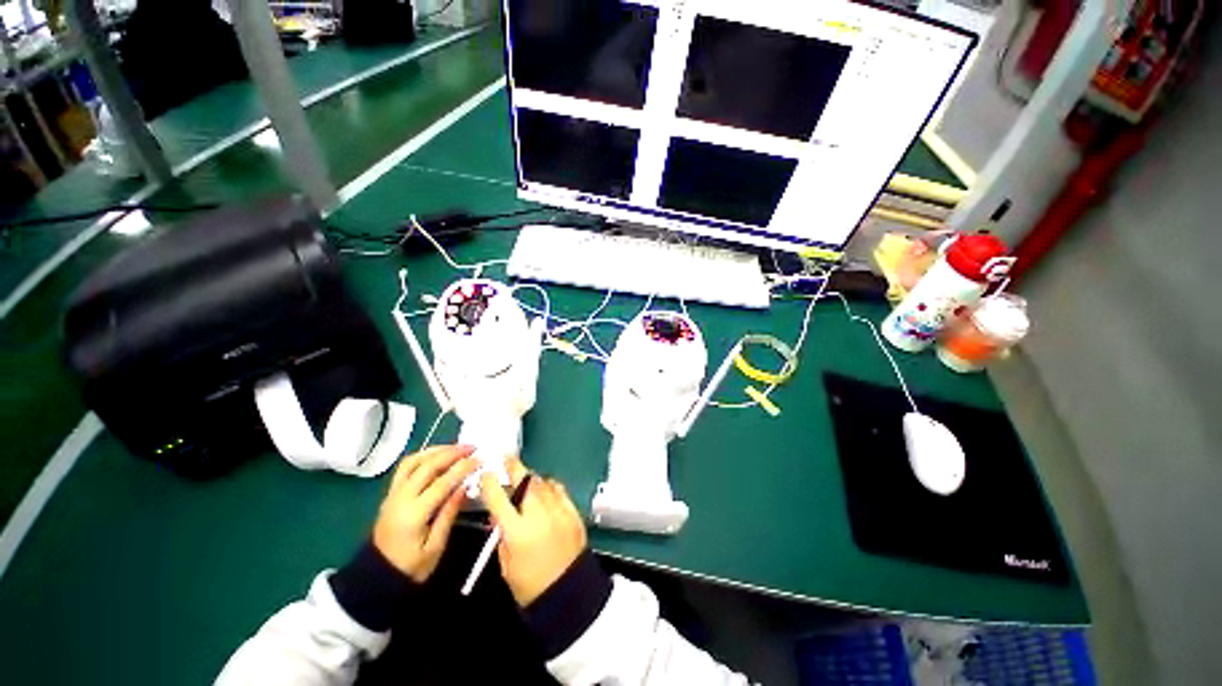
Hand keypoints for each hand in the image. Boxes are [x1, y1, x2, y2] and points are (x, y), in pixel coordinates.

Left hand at [372, 445, 477, 582]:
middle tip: (472, 447)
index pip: (442, 482)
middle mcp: (401, 498)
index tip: (480, 459)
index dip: (462, 468)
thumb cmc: (411, 567)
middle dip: (452, 453)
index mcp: (414, 514)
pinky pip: (406, 467)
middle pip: (427, 466)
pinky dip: (423, 456)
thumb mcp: (435, 547)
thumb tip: (464, 486)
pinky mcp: (391, 494)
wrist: (377, 578)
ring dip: (437, 450)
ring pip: (414, 461)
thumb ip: (449, 514)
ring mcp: (393, 494)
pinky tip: (437, 455)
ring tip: (457, 448)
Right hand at [480, 458, 586, 606]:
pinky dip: (549, 486)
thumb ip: (502, 534)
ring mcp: (559, 510)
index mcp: (518, 532)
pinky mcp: (573, 511)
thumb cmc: (531, 585)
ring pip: (542, 483)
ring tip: (524, 479)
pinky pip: (558, 489)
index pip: (499, 499)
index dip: (490, 483)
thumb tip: (499, 513)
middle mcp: (539, 515)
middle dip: (514, 468)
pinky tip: (544, 489)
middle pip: (525, 482)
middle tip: (507, 459)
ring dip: (531, 478)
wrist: (568, 592)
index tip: (486, 473)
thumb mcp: (506, 563)